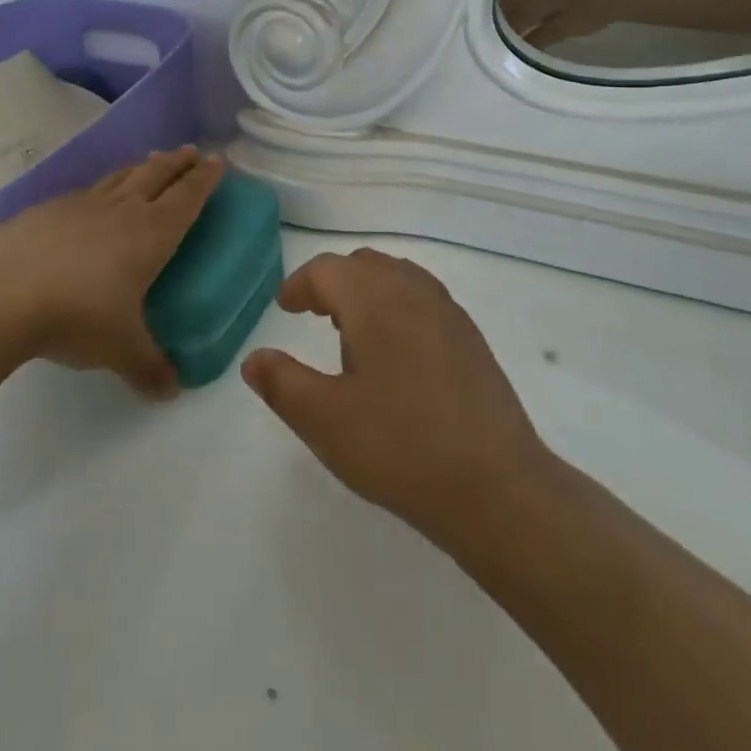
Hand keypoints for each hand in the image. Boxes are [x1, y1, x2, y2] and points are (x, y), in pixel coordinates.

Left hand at [0, 148, 224, 396]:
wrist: (1, 292)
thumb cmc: (77, 315)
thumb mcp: (120, 349)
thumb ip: (148, 368)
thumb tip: (170, 391)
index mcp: (150, 234)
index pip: (187, 198)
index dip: (204, 179)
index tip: (216, 161)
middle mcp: (122, 210)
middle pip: (157, 175)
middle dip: (177, 162)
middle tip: (191, 151)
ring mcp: (83, 205)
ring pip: (121, 176)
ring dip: (142, 166)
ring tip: (151, 161)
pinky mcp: (48, 210)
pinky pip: (87, 191)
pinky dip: (102, 187)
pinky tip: (94, 197)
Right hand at [240, 249, 550, 546]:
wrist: (496, 485)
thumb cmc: (400, 447)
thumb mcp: (325, 421)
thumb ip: (282, 384)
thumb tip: (254, 359)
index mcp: (373, 300)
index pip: (327, 270)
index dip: (299, 284)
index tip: (285, 308)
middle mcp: (412, 291)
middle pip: (364, 265)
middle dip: (333, 283)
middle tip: (314, 315)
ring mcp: (447, 311)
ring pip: (397, 277)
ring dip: (367, 291)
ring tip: (352, 332)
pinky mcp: (470, 337)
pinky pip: (424, 298)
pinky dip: (397, 305)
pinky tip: (397, 352)